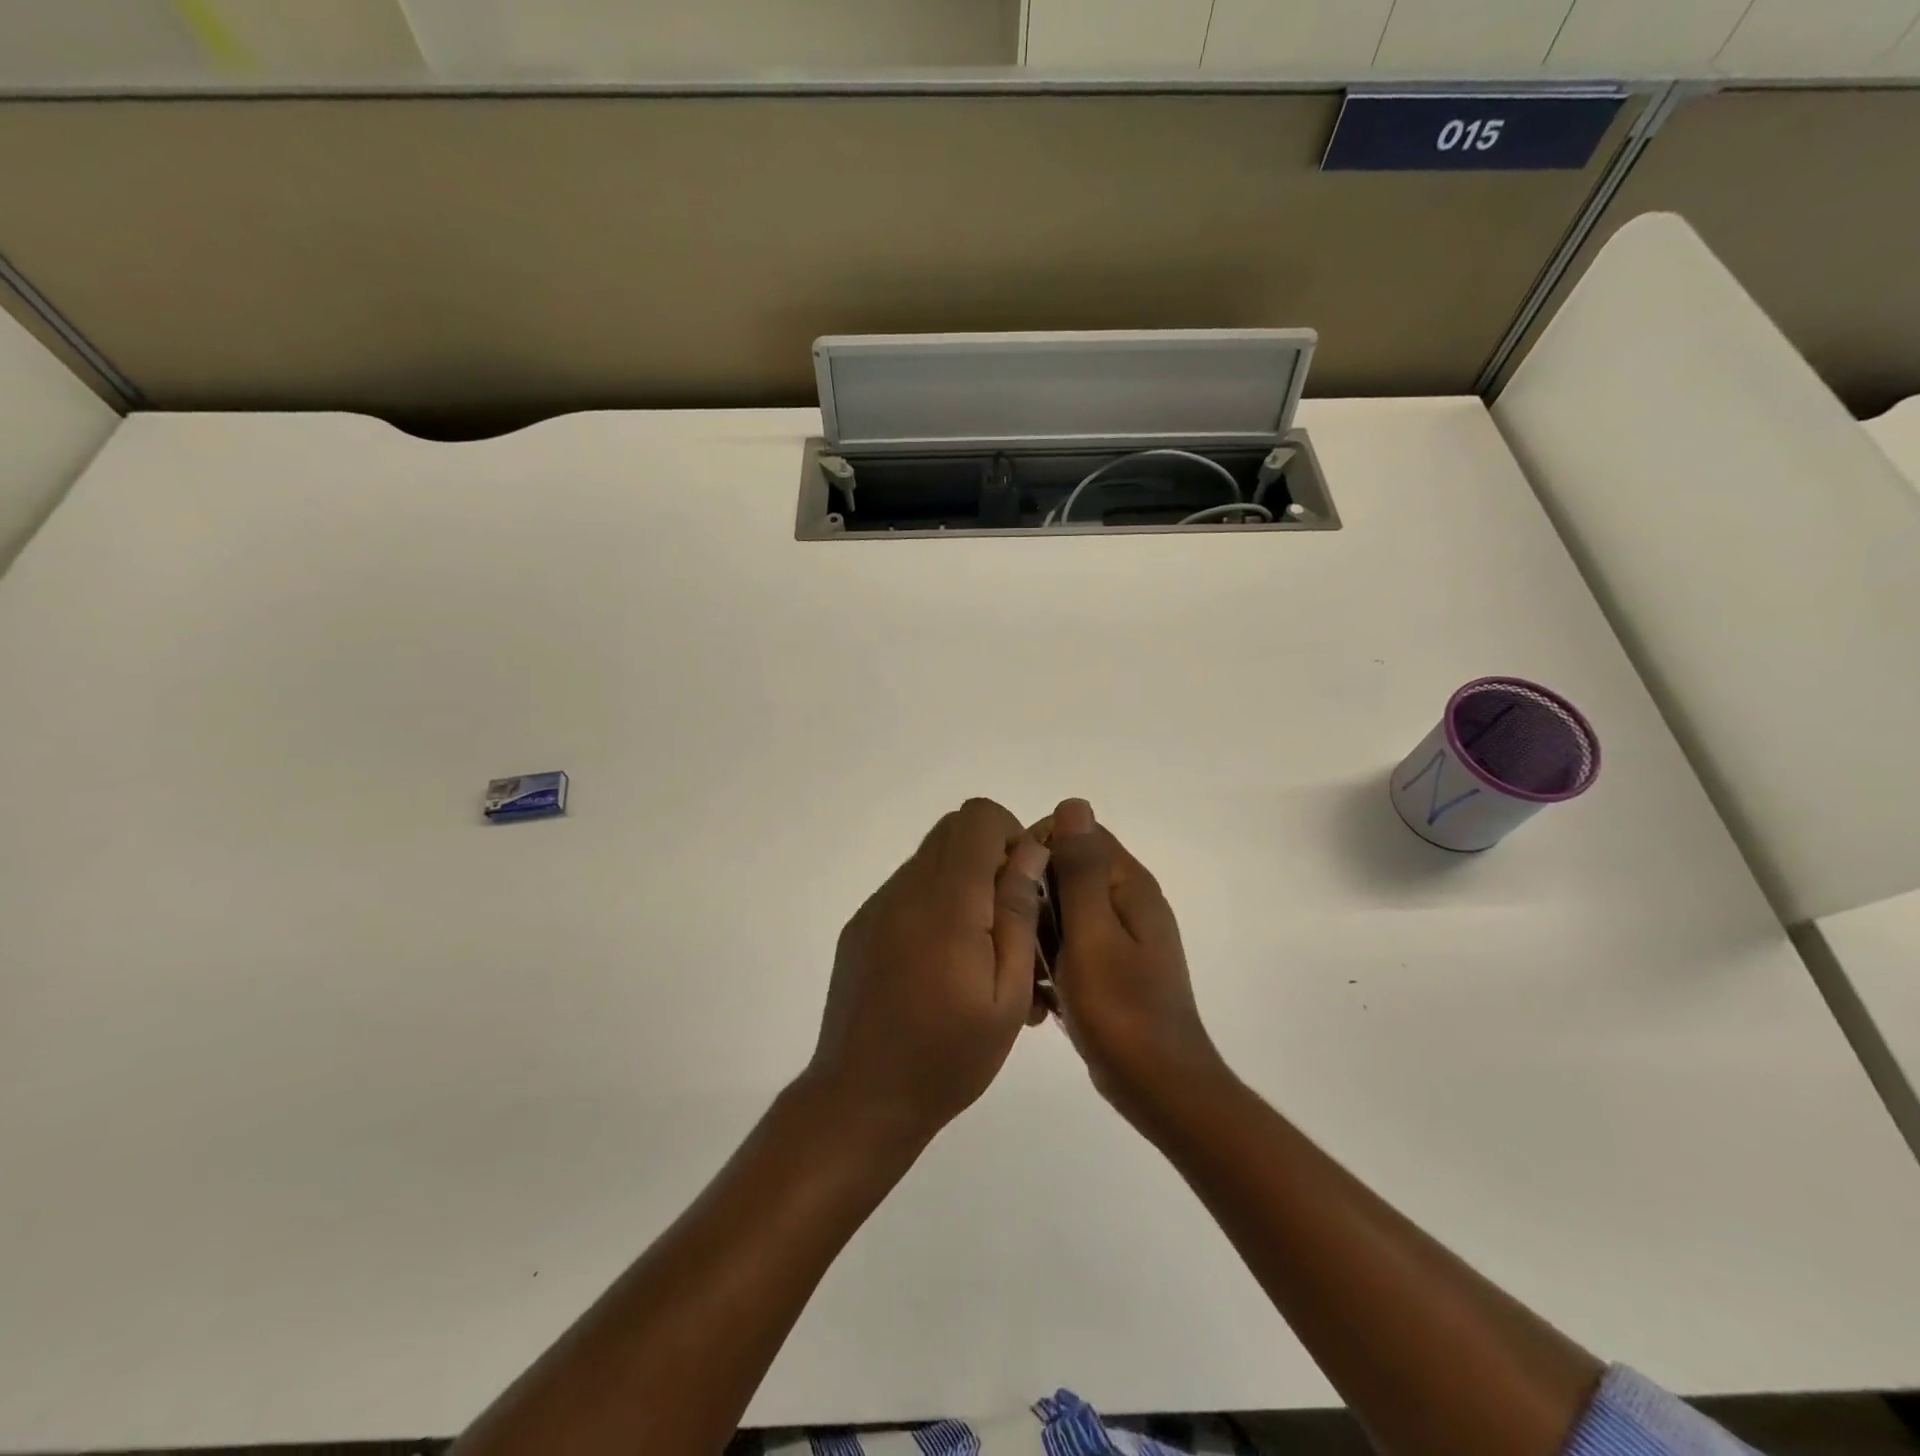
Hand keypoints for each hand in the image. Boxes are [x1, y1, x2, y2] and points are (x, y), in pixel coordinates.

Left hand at [807, 798, 1049, 1143]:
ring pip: (931, 860)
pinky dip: (936, 904)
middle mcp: (905, 890)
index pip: (977, 818)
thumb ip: (1017, 913)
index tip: (1025, 883)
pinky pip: (908, 890)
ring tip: (981, 951)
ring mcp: (877, 906)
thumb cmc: (948, 1056)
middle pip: (952, 830)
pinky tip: (944, 963)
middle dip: (991, 856)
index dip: (1010, 835)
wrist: (862, 1098)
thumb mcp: (1005, 995)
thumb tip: (1030, 851)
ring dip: (964, 883)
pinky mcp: (861, 926)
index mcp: (946, 903)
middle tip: (1010, 917)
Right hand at [1042, 798, 1225, 1127]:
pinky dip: (1052, 961)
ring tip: (1028, 972)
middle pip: (1069, 870)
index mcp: (1129, 885)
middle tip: (1017, 936)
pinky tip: (1041, 995)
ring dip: (1040, 933)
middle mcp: (1129, 902)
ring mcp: (1122, 937)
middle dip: (1036, 896)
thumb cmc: (1120, 1010)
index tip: (1014, 887)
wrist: (1159, 1088)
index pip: (1077, 832)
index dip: (1039, 849)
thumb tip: (1074, 804)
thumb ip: (1080, 869)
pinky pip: (1072, 944)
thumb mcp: (1091, 934)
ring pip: (1065, 910)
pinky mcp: (1112, 967)